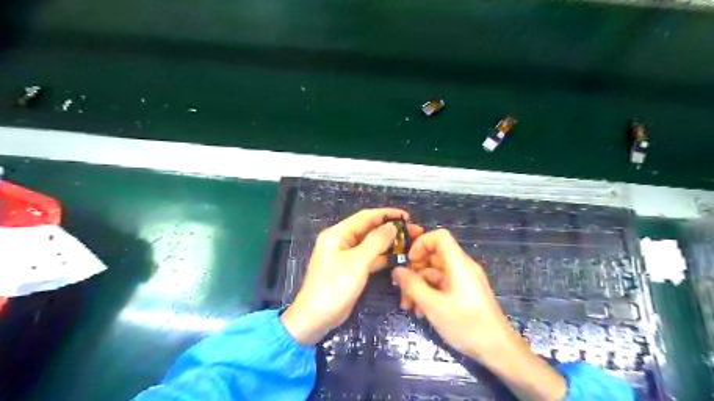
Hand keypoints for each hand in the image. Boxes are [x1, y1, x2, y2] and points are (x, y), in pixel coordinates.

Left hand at [280, 210, 421, 344]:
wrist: (316, 318)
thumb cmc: (334, 286)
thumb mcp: (357, 262)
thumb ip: (376, 241)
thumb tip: (393, 226)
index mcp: (338, 233)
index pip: (365, 217)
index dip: (387, 214)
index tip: (407, 216)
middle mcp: (342, 241)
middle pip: (369, 230)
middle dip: (391, 229)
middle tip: (414, 231)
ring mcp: (347, 256)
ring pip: (371, 244)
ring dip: (389, 243)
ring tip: (411, 243)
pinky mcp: (352, 269)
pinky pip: (370, 258)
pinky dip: (383, 257)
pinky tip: (400, 257)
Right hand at [393, 228, 515, 362]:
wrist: (498, 351)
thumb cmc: (466, 324)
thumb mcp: (433, 305)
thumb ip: (412, 285)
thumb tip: (396, 270)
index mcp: (458, 263)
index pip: (440, 236)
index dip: (421, 243)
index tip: (408, 260)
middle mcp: (461, 267)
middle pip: (434, 256)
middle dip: (414, 270)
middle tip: (400, 288)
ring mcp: (463, 280)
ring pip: (435, 273)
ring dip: (419, 286)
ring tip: (408, 306)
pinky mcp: (463, 293)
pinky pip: (442, 285)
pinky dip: (429, 294)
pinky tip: (421, 312)